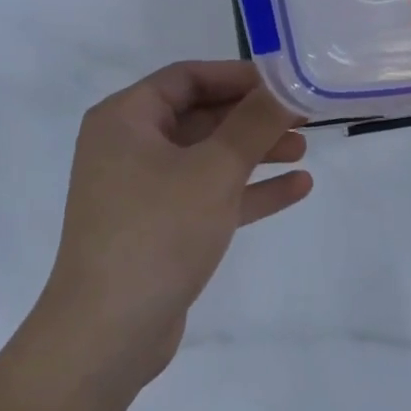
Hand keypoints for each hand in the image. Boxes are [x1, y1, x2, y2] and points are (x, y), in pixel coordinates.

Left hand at [37, 62, 313, 390]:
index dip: (237, 75)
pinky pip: (206, 194)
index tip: (283, 82)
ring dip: (254, 151)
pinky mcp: (158, 227)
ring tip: (304, 149)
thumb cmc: (157, 232)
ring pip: (206, 156)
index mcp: (125, 118)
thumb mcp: (213, 170)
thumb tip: (286, 83)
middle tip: (303, 116)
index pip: (187, 77)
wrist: (107, 334)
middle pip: (199, 115)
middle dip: (251, 116)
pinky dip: (246, 190)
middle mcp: (128, 146)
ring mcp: (141, 189)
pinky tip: (296, 188)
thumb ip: (254, 123)